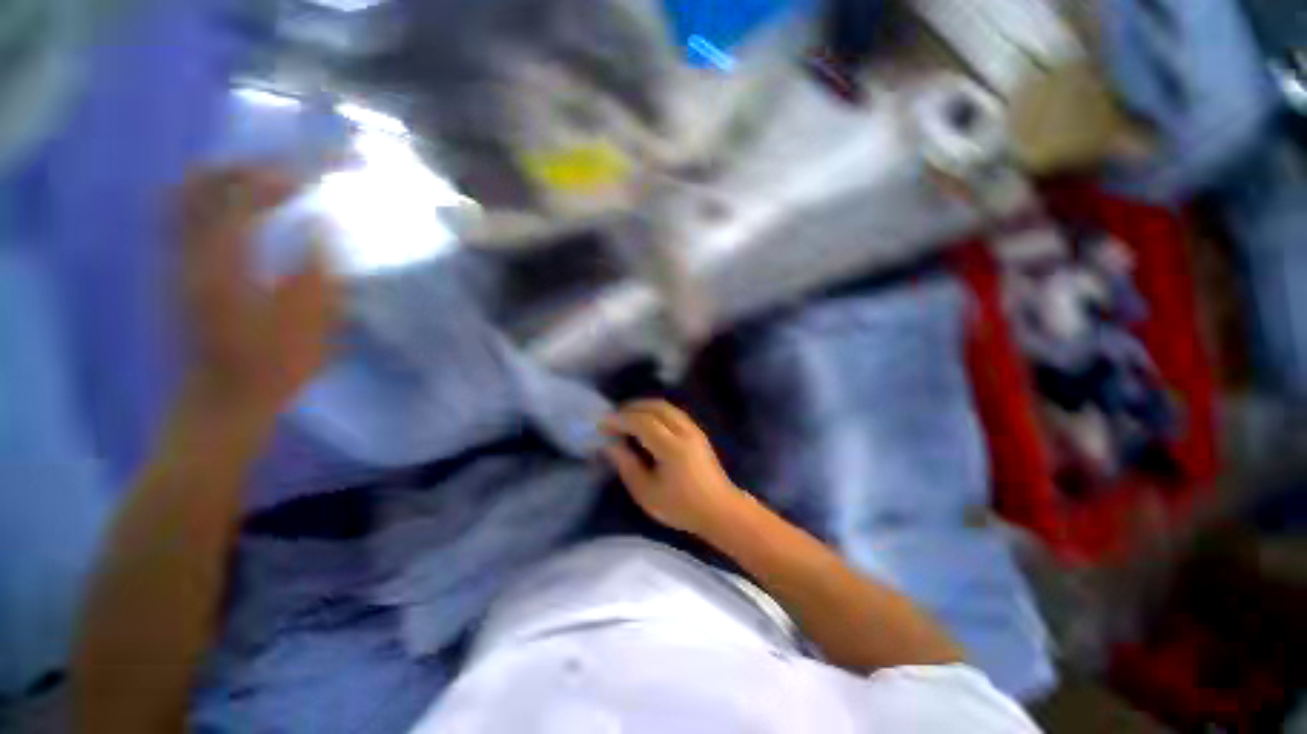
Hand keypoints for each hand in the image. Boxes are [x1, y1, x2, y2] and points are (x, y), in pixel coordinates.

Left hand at [178, 165, 338, 414]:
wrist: (225, 399)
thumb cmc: (274, 366)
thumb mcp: (310, 324)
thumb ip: (316, 271)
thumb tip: (319, 229)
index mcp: (223, 268)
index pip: (238, 201)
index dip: (271, 182)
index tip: (303, 180)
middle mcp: (189, 257)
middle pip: (195, 188)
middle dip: (235, 170)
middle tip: (275, 174)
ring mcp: (175, 264)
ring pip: (180, 200)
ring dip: (217, 183)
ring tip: (255, 186)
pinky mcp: (175, 274)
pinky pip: (179, 220)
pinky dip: (205, 203)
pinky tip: (235, 214)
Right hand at [602, 400, 743, 536]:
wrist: (720, 511)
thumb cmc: (682, 507)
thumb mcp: (647, 494)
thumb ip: (627, 466)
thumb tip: (610, 445)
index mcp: (672, 448)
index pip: (642, 422)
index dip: (620, 420)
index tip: (602, 424)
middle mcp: (684, 432)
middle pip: (655, 407)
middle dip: (631, 408)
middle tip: (613, 418)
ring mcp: (693, 430)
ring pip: (666, 407)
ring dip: (644, 407)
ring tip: (626, 418)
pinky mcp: (698, 432)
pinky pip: (673, 412)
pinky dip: (656, 411)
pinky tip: (646, 422)